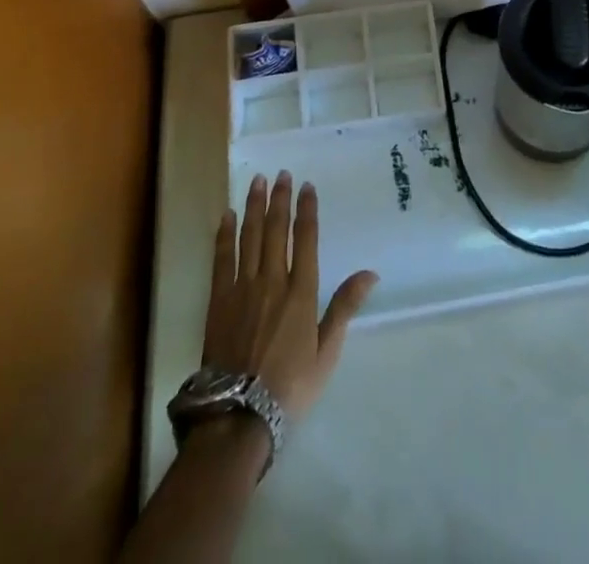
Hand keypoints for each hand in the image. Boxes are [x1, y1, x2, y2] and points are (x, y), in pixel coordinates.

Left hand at [203, 170, 378, 423]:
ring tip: (256, 181)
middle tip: (281, 173)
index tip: (307, 186)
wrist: (238, 415)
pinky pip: (221, 258)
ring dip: (253, 206)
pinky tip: (226, 215)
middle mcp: (272, 280)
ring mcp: (242, 288)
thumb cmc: (289, 386)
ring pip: (249, 236)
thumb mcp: (326, 352)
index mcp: (301, 291)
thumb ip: (344, 308)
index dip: (306, 210)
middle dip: (279, 198)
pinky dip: (224, 234)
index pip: (305, 239)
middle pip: (275, 229)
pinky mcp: (218, 300)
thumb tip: (370, 273)